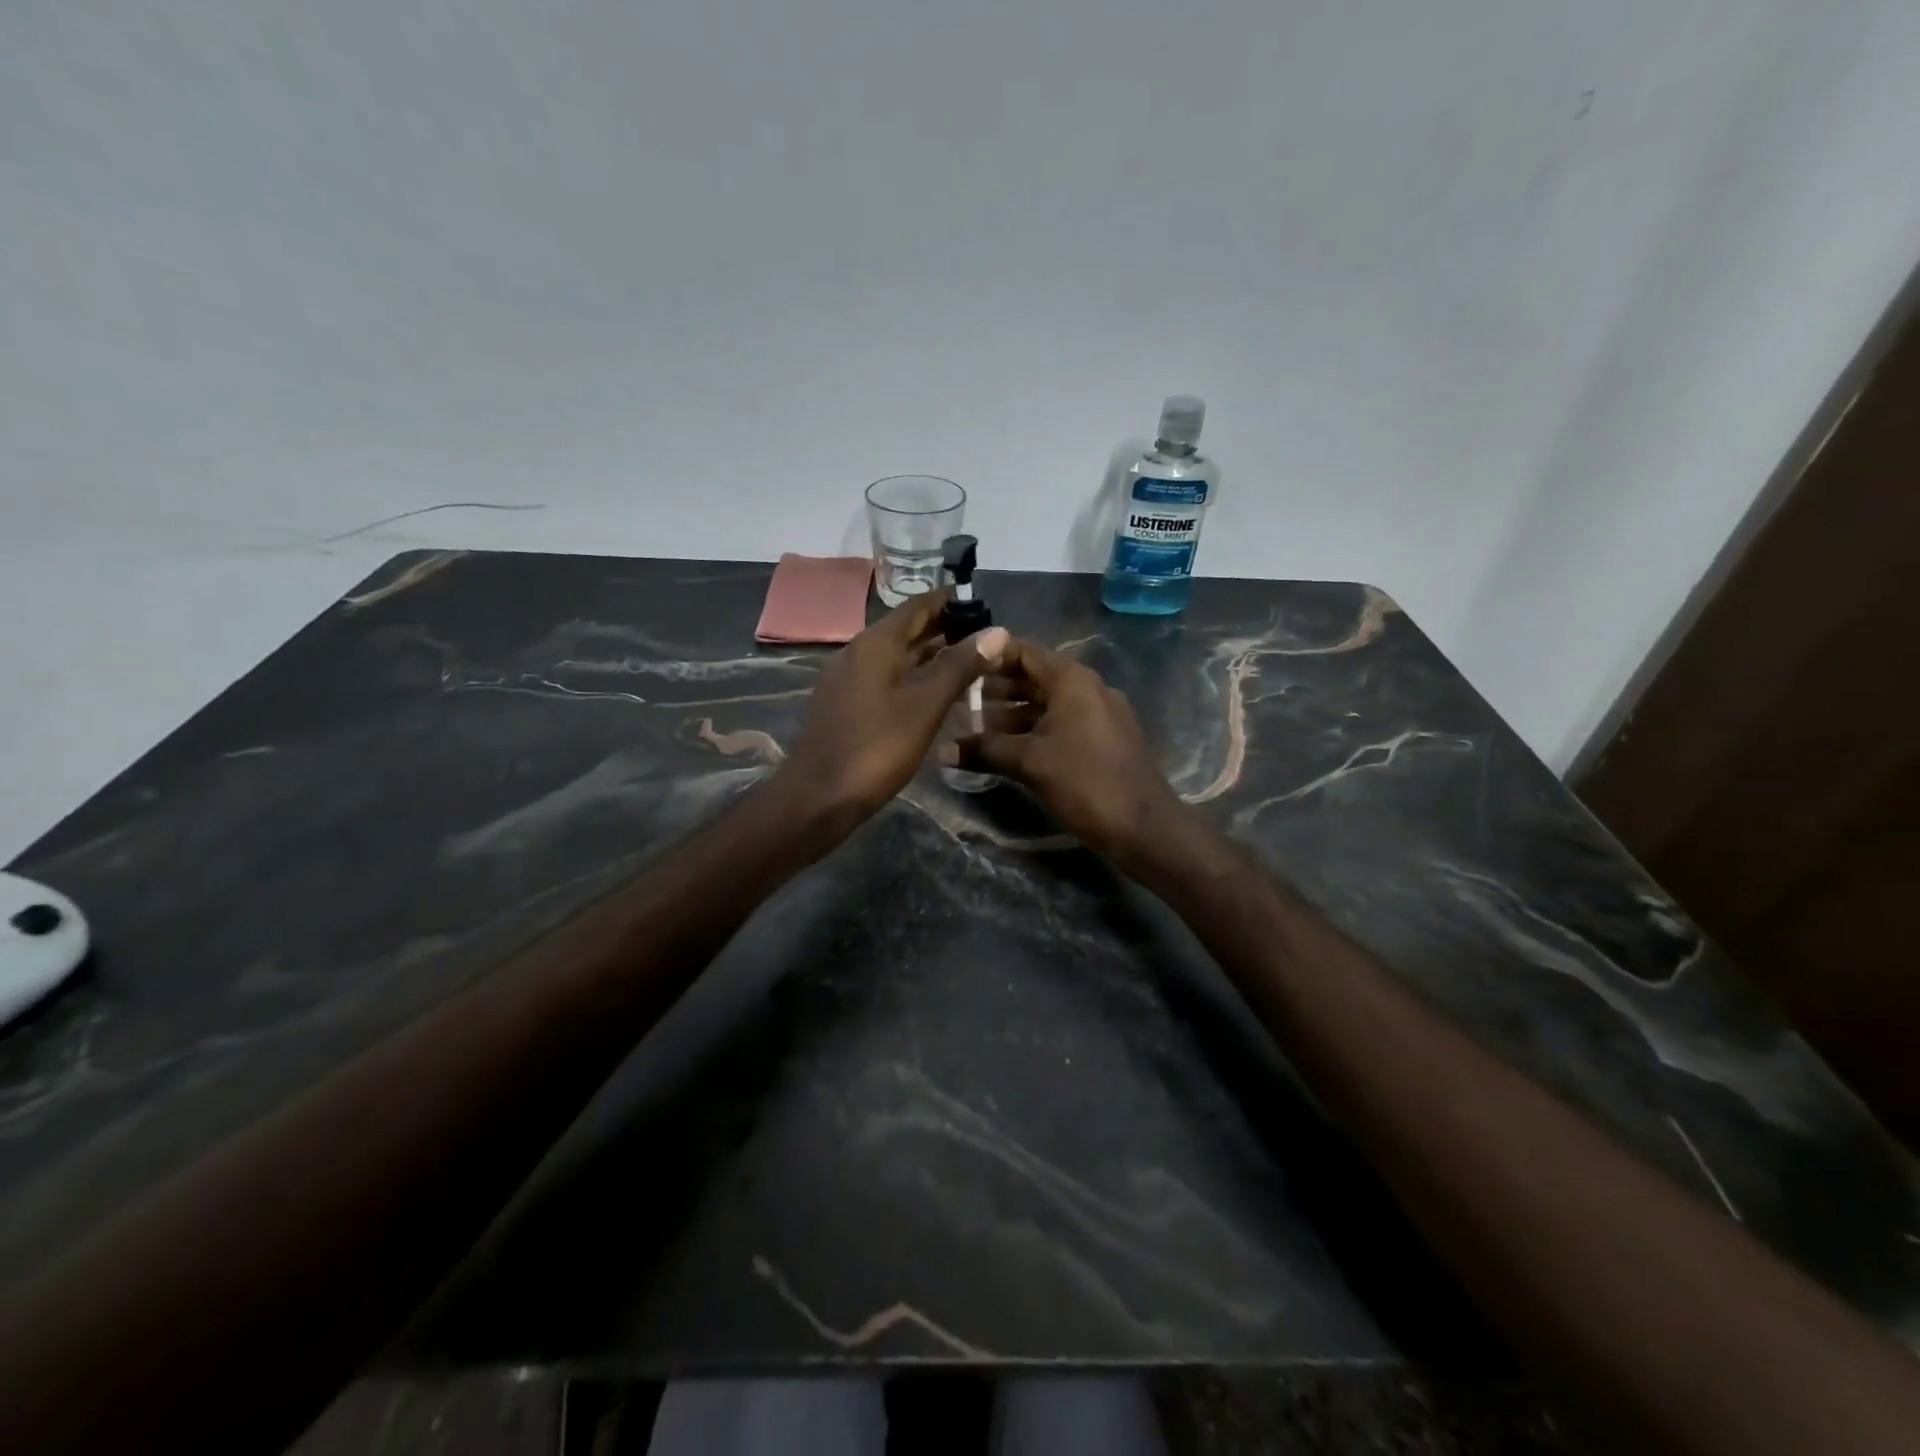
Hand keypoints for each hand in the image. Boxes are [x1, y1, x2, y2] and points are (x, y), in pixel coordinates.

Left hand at [781, 590, 1009, 828]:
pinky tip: (937, 696)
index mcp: (876, 643)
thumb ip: (960, 666)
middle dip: (947, 630)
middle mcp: (859, 651)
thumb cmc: (877, 747)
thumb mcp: (926, 705)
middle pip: (908, 630)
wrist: (819, 796)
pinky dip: (914, 678)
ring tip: (972, 667)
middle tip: (988, 641)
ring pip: (898, 656)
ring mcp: (849, 679)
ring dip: (933, 657)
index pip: (920, 605)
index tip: (987, 608)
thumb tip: (997, 631)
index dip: (953, 602)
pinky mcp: (846, 704)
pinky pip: (887, 679)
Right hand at [942, 639, 1186, 863]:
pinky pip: (1063, 723)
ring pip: (1048, 704)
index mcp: (1073, 681)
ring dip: (1014, 713)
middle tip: (959, 700)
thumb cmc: (1085, 782)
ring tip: (975, 728)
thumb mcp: (1029, 763)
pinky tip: (1009, 749)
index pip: (1025, 652)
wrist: (1144, 826)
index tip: (960, 665)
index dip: (991, 656)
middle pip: (1036, 677)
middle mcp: (1088, 688)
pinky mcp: (1105, 739)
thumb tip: (941, 750)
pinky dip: (1035, 729)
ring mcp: (1100, 714)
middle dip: (997, 688)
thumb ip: (985, 750)